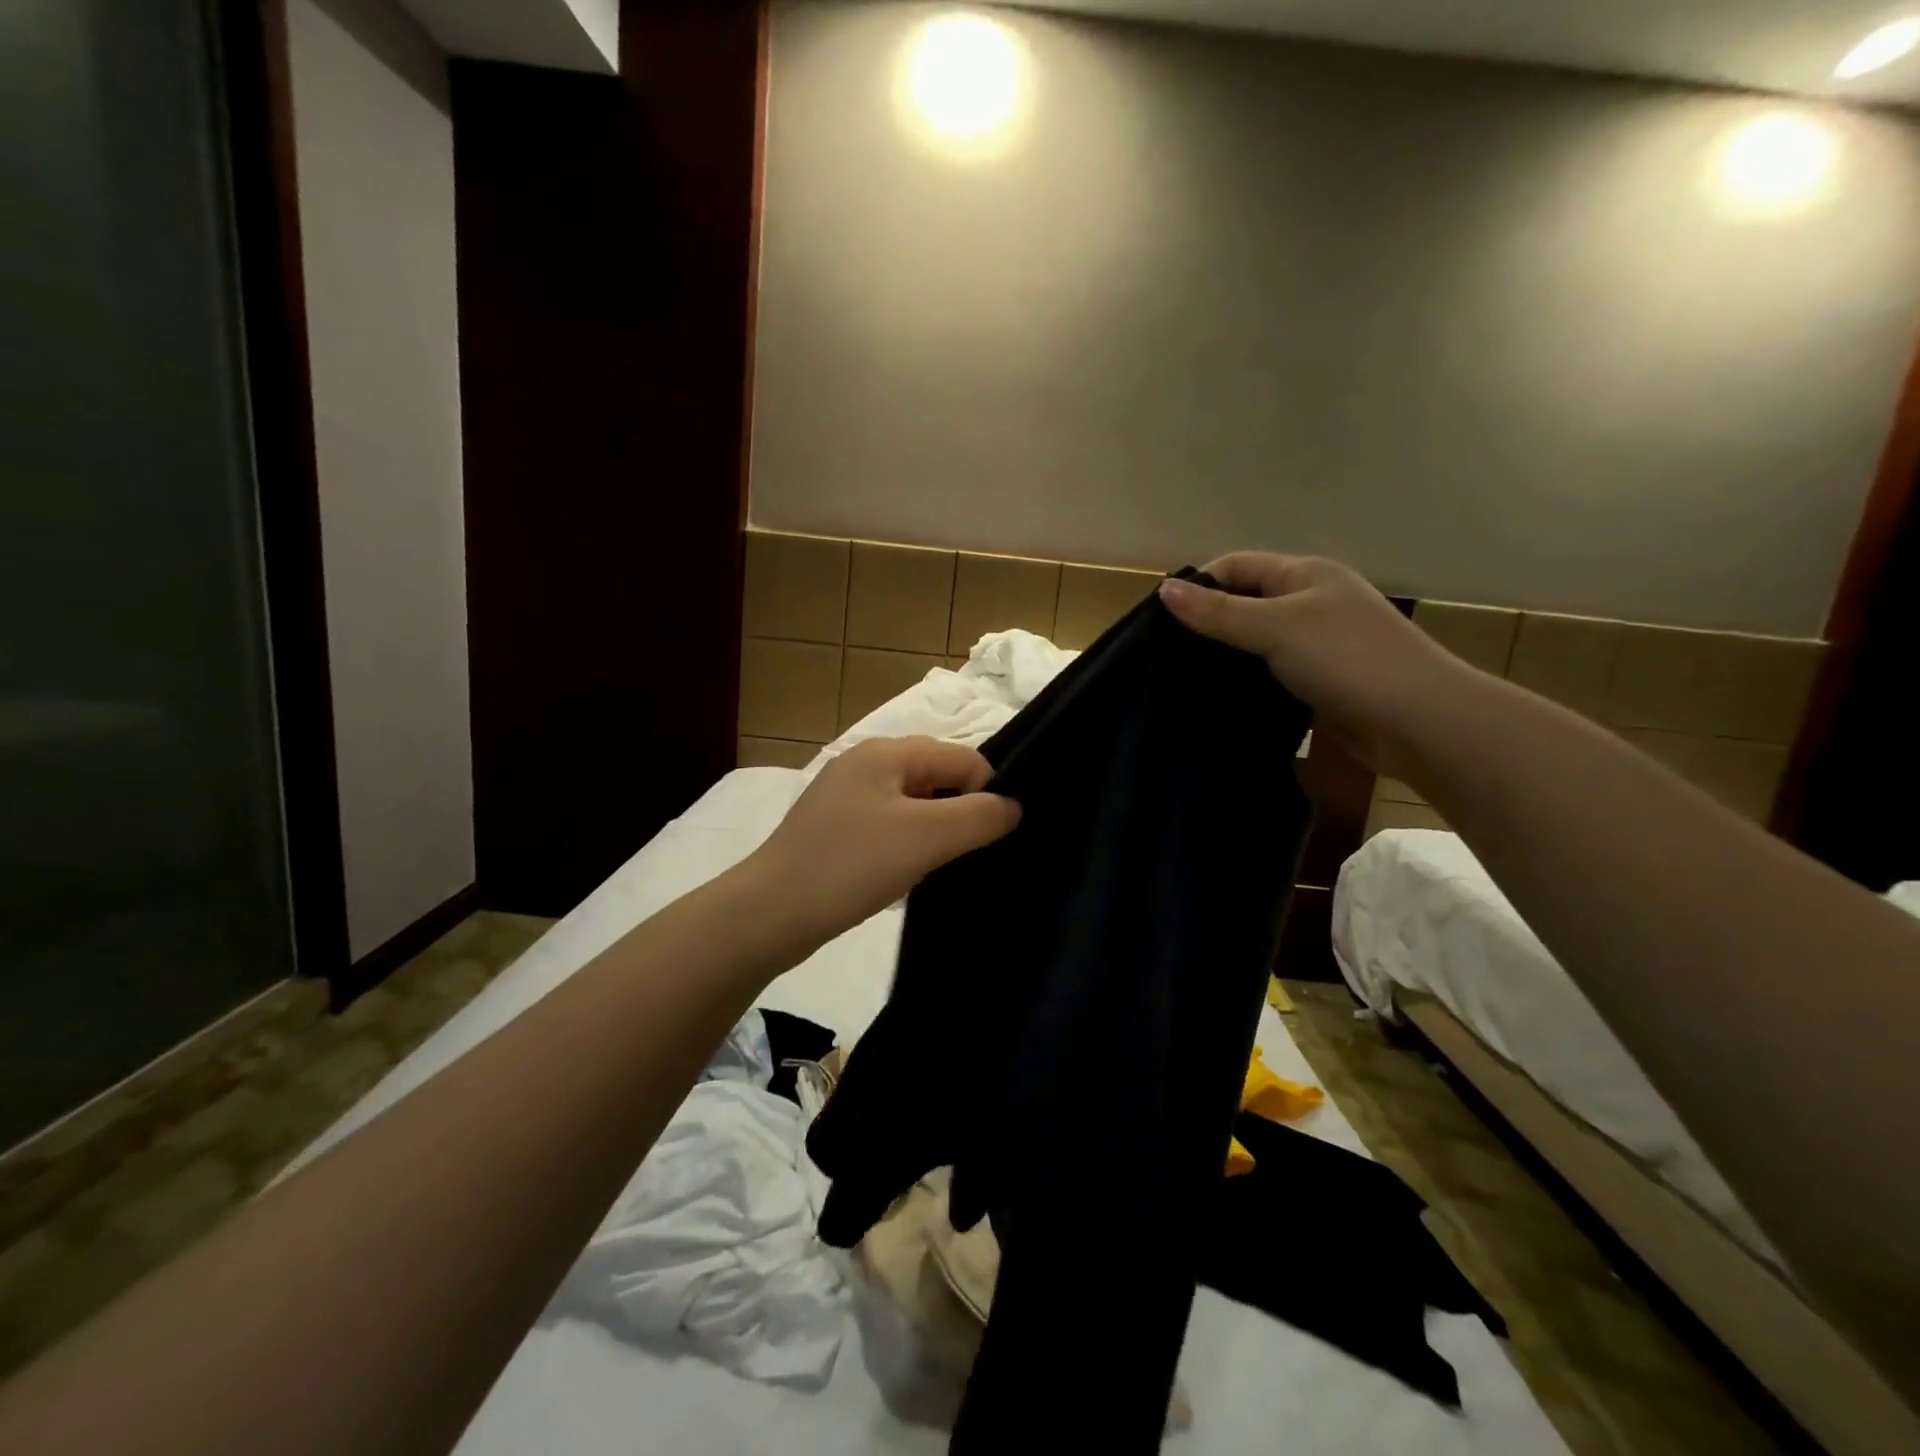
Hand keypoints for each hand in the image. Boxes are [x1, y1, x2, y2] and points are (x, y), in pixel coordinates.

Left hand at [745, 736, 1020, 945]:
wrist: (769, 914)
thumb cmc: (851, 865)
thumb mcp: (926, 837)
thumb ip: (978, 816)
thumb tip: (1013, 807)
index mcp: (886, 752)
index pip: (961, 757)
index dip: (987, 792)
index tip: (993, 837)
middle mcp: (865, 765)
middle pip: (936, 778)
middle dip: (960, 814)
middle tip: (969, 856)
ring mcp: (845, 798)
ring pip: (913, 807)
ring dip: (934, 835)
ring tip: (938, 870)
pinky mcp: (834, 831)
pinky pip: (888, 829)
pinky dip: (906, 848)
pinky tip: (907, 879)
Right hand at [1158, 554, 1471, 777]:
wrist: (1419, 721)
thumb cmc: (1347, 659)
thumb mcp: (1276, 628)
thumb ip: (1218, 612)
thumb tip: (1163, 590)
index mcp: (1304, 574)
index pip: (1235, 566)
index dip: (1198, 585)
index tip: (1161, 621)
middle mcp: (1310, 601)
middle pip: (1244, 602)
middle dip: (1206, 623)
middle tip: (1165, 654)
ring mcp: (1317, 642)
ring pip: (1256, 641)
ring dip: (1225, 656)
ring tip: (1183, 678)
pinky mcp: (1319, 680)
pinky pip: (1270, 672)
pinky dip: (1245, 681)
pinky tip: (1219, 698)